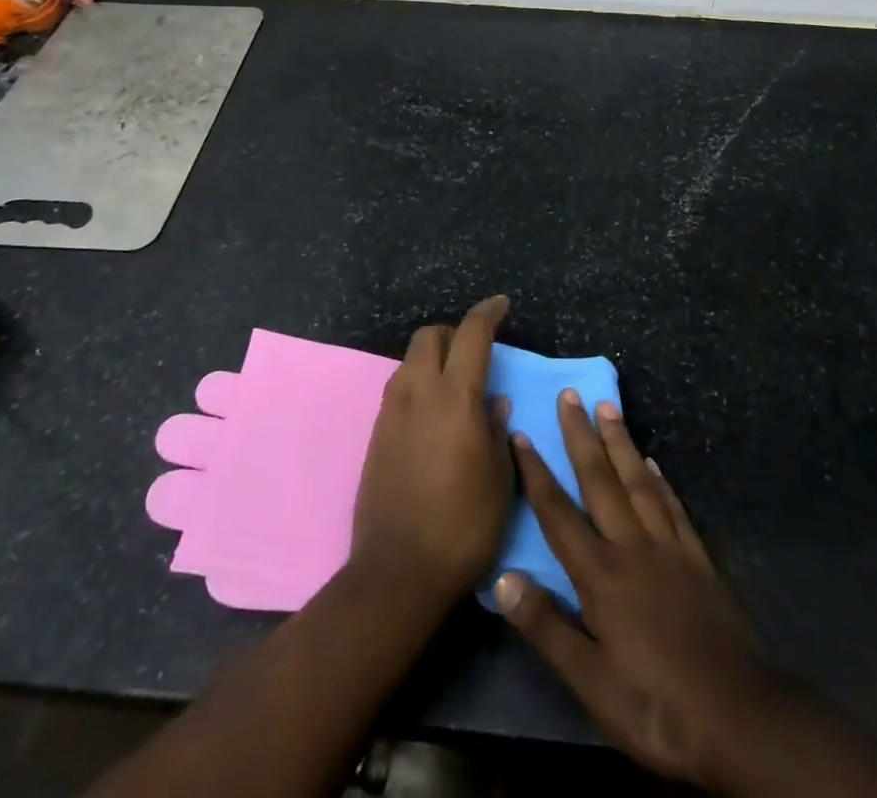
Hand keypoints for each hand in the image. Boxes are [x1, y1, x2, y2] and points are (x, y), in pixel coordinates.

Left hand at [351, 295, 512, 606]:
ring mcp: (391, 412)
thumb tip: (494, 402)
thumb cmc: (464, 525)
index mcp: (455, 397)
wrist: (398, 571)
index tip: (501, 305)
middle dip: (453, 333)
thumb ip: (497, 430)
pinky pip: (398, 389)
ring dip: (433, 359)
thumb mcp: (499, 478)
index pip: (471, 334)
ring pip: (409, 361)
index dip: (488, 313)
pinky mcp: (375, 433)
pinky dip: (418, 385)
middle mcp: (418, 392)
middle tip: (475, 353)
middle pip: (430, 336)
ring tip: (455, 387)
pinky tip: (433, 416)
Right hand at [493, 392, 776, 789]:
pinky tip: (654, 463)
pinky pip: (673, 506)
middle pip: (600, 480)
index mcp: (601, 575)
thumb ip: (547, 627)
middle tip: (570, 394)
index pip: (558, 513)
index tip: (521, 434)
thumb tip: (502, 578)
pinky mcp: (698, 558)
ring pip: (638, 480)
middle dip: (581, 436)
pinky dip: (660, 480)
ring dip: (620, 442)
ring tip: (608, 407)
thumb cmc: (656, 706)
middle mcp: (632, 546)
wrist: (740, 716)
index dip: (536, 473)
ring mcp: (669, 547)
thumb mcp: (591, 684)